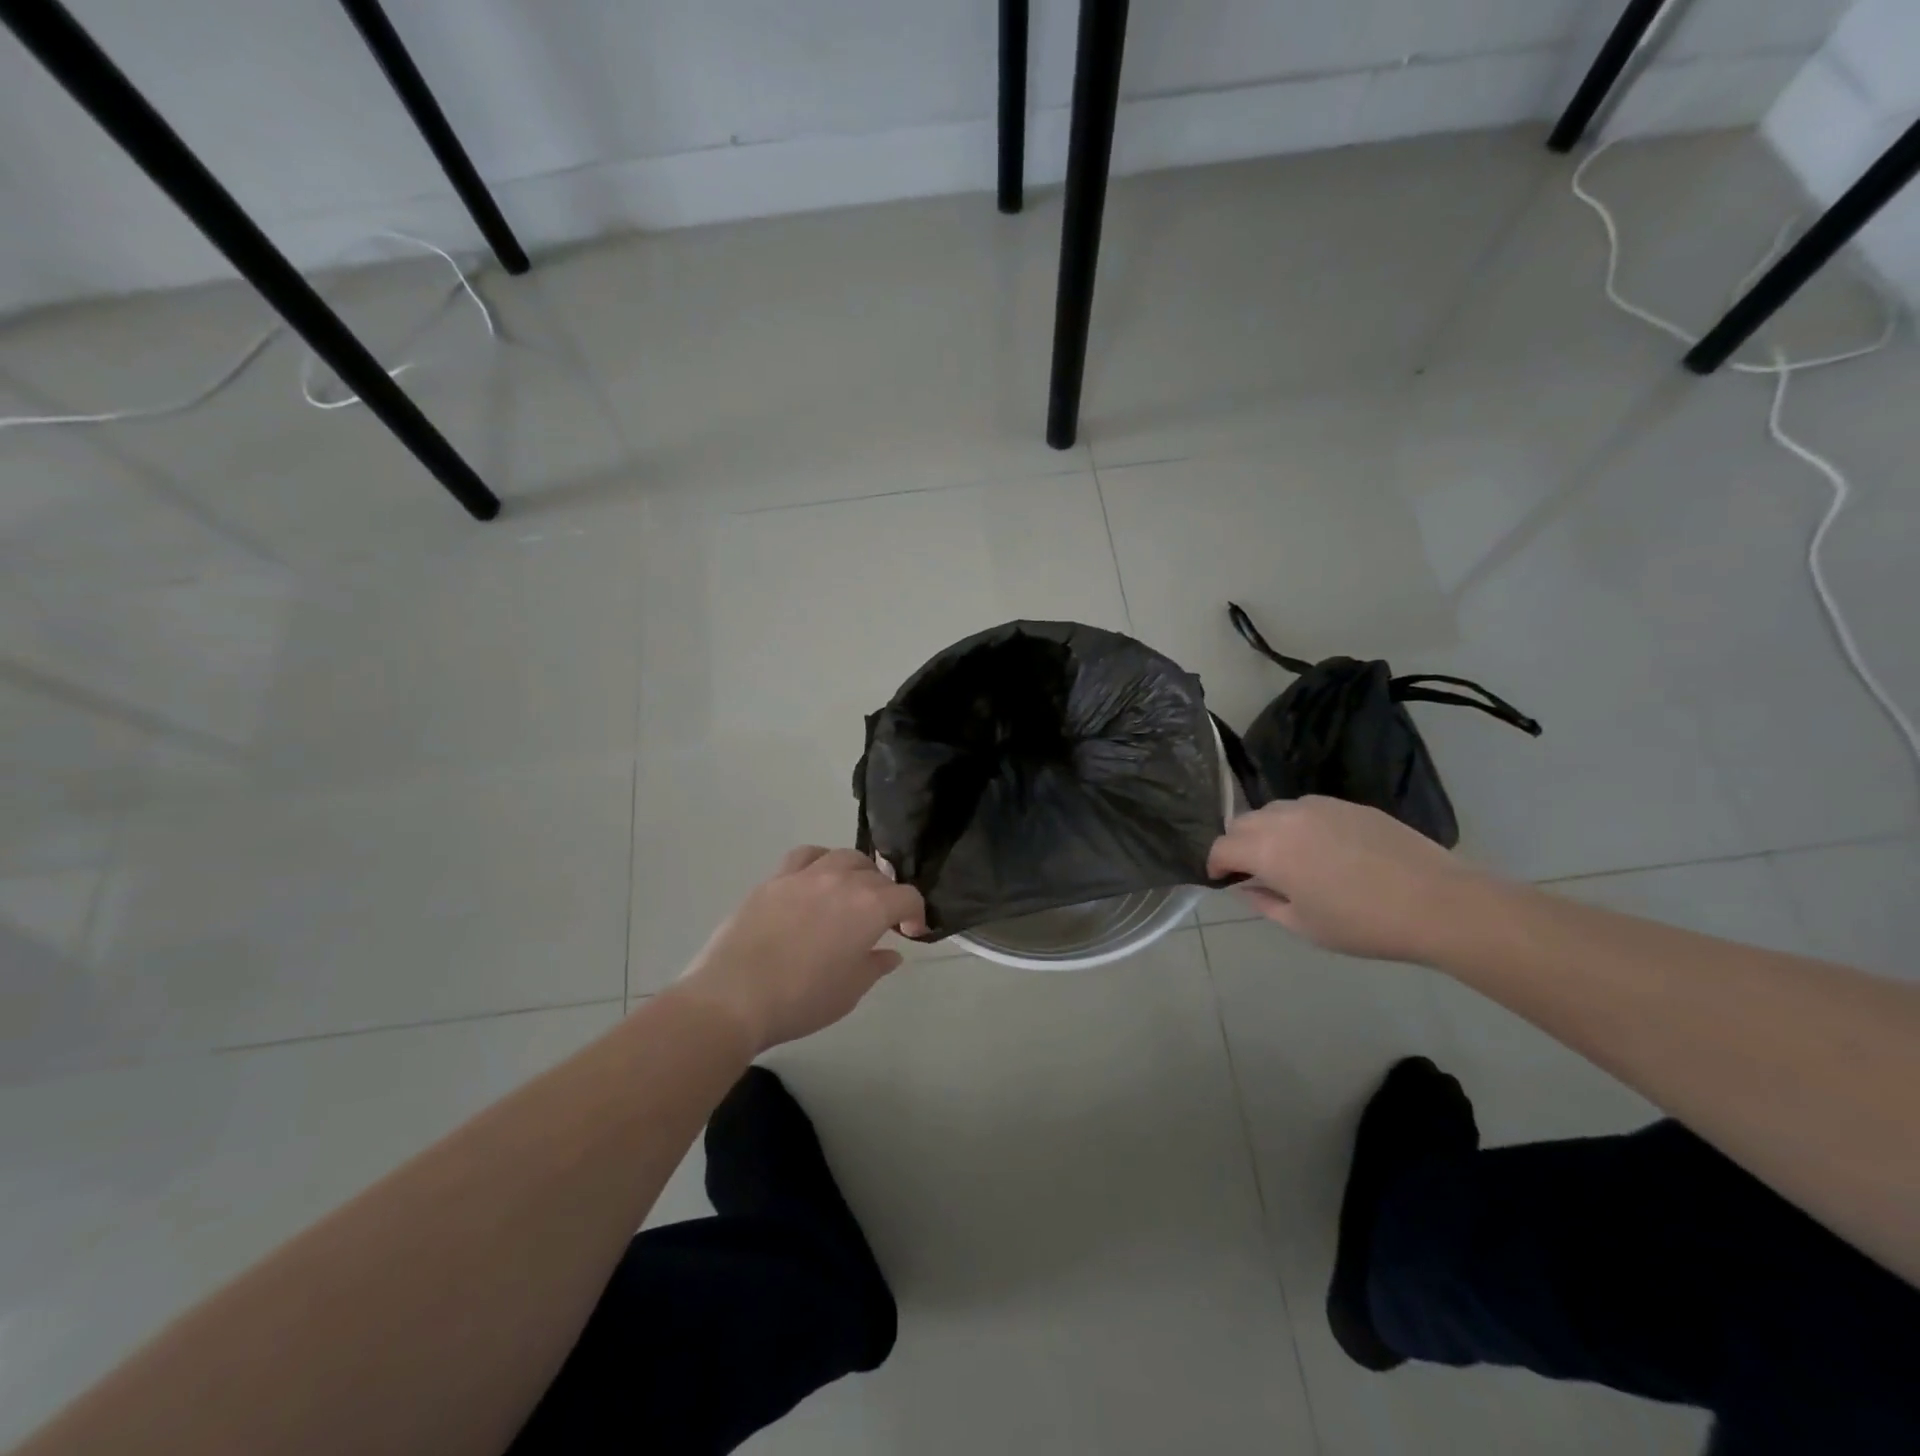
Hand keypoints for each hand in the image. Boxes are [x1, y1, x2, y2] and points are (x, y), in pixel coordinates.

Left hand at [675, 847, 925, 1052]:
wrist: (734, 997)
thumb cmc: (801, 1000)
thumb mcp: (849, 991)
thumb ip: (874, 966)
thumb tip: (890, 953)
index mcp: (869, 907)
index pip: (907, 896)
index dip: (915, 913)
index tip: (910, 932)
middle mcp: (842, 880)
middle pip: (877, 874)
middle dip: (886, 894)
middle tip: (879, 920)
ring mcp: (805, 875)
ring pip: (843, 856)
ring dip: (857, 871)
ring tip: (851, 892)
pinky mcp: (774, 879)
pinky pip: (805, 855)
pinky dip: (820, 861)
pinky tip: (816, 878)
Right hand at [1206, 797, 1493, 963]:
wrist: (1436, 902)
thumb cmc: (1363, 923)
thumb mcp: (1304, 925)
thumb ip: (1264, 902)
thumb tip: (1246, 886)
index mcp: (1267, 850)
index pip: (1222, 846)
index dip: (1215, 863)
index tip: (1222, 880)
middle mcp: (1285, 818)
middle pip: (1242, 821)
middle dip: (1238, 844)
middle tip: (1252, 870)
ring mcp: (1318, 806)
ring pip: (1274, 810)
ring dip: (1266, 830)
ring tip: (1286, 857)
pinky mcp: (1347, 804)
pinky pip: (1306, 807)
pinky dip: (1298, 824)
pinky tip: (1322, 848)